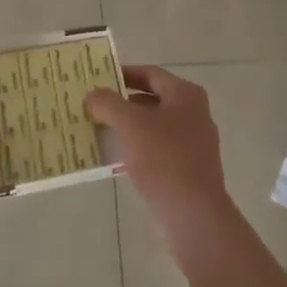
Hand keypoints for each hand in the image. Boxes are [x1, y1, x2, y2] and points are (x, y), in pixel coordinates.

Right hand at [85, 66, 232, 236]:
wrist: (193, 213)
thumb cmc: (164, 159)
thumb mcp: (131, 125)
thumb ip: (109, 104)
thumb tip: (94, 95)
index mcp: (186, 95)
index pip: (150, 74)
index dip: (123, 73)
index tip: (97, 78)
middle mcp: (193, 114)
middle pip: (151, 99)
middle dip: (121, 103)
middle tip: (92, 105)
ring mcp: (193, 143)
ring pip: (152, 127)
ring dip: (126, 127)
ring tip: (96, 130)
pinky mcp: (187, 168)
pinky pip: (156, 150)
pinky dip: (135, 149)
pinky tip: (113, 159)